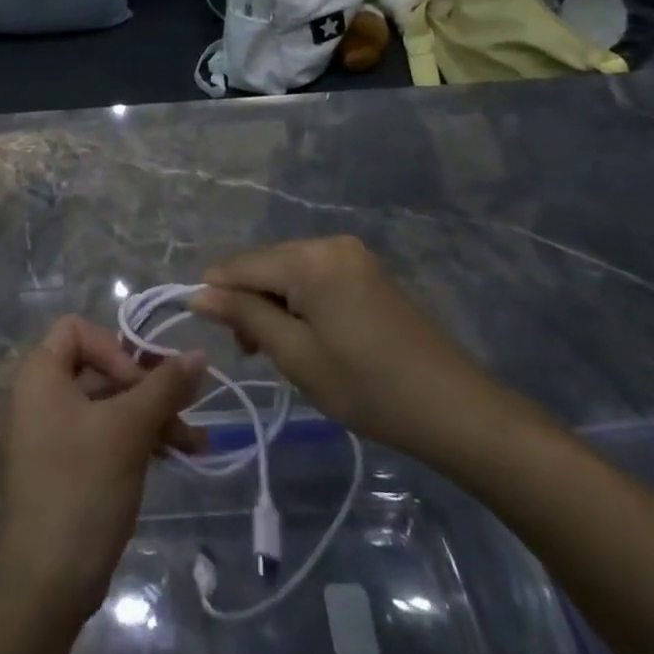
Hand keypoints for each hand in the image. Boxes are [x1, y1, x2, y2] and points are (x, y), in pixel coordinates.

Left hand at [0, 316, 204, 629]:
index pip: (78, 329)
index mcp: (38, 374)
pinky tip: (173, 456)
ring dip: (150, 416)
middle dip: (147, 388)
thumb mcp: (128, 430)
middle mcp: (37, 395)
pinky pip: (101, 434)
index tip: (144, 386)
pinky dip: (135, 439)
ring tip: (195, 444)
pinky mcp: (62, 466)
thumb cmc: (81, 488)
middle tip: (188, 412)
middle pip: (99, 367)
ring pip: (106, 405)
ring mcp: (48, 433)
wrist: (43, 586)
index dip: (116, 348)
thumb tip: (199, 354)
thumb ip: (164, 386)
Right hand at [189, 236, 513, 470]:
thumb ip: (244, 316)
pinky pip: (315, 278)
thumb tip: (198, 293)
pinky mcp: (367, 272)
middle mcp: (329, 243)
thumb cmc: (366, 386)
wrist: (454, 409)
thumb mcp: (295, 355)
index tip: (206, 330)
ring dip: (273, 305)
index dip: (217, 294)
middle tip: (250, 352)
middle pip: (266, 265)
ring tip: (277, 350)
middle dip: (248, 301)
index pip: (242, 265)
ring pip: (289, 272)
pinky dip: (300, 303)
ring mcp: (352, 256)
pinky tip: (306, 336)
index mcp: (310, 258)